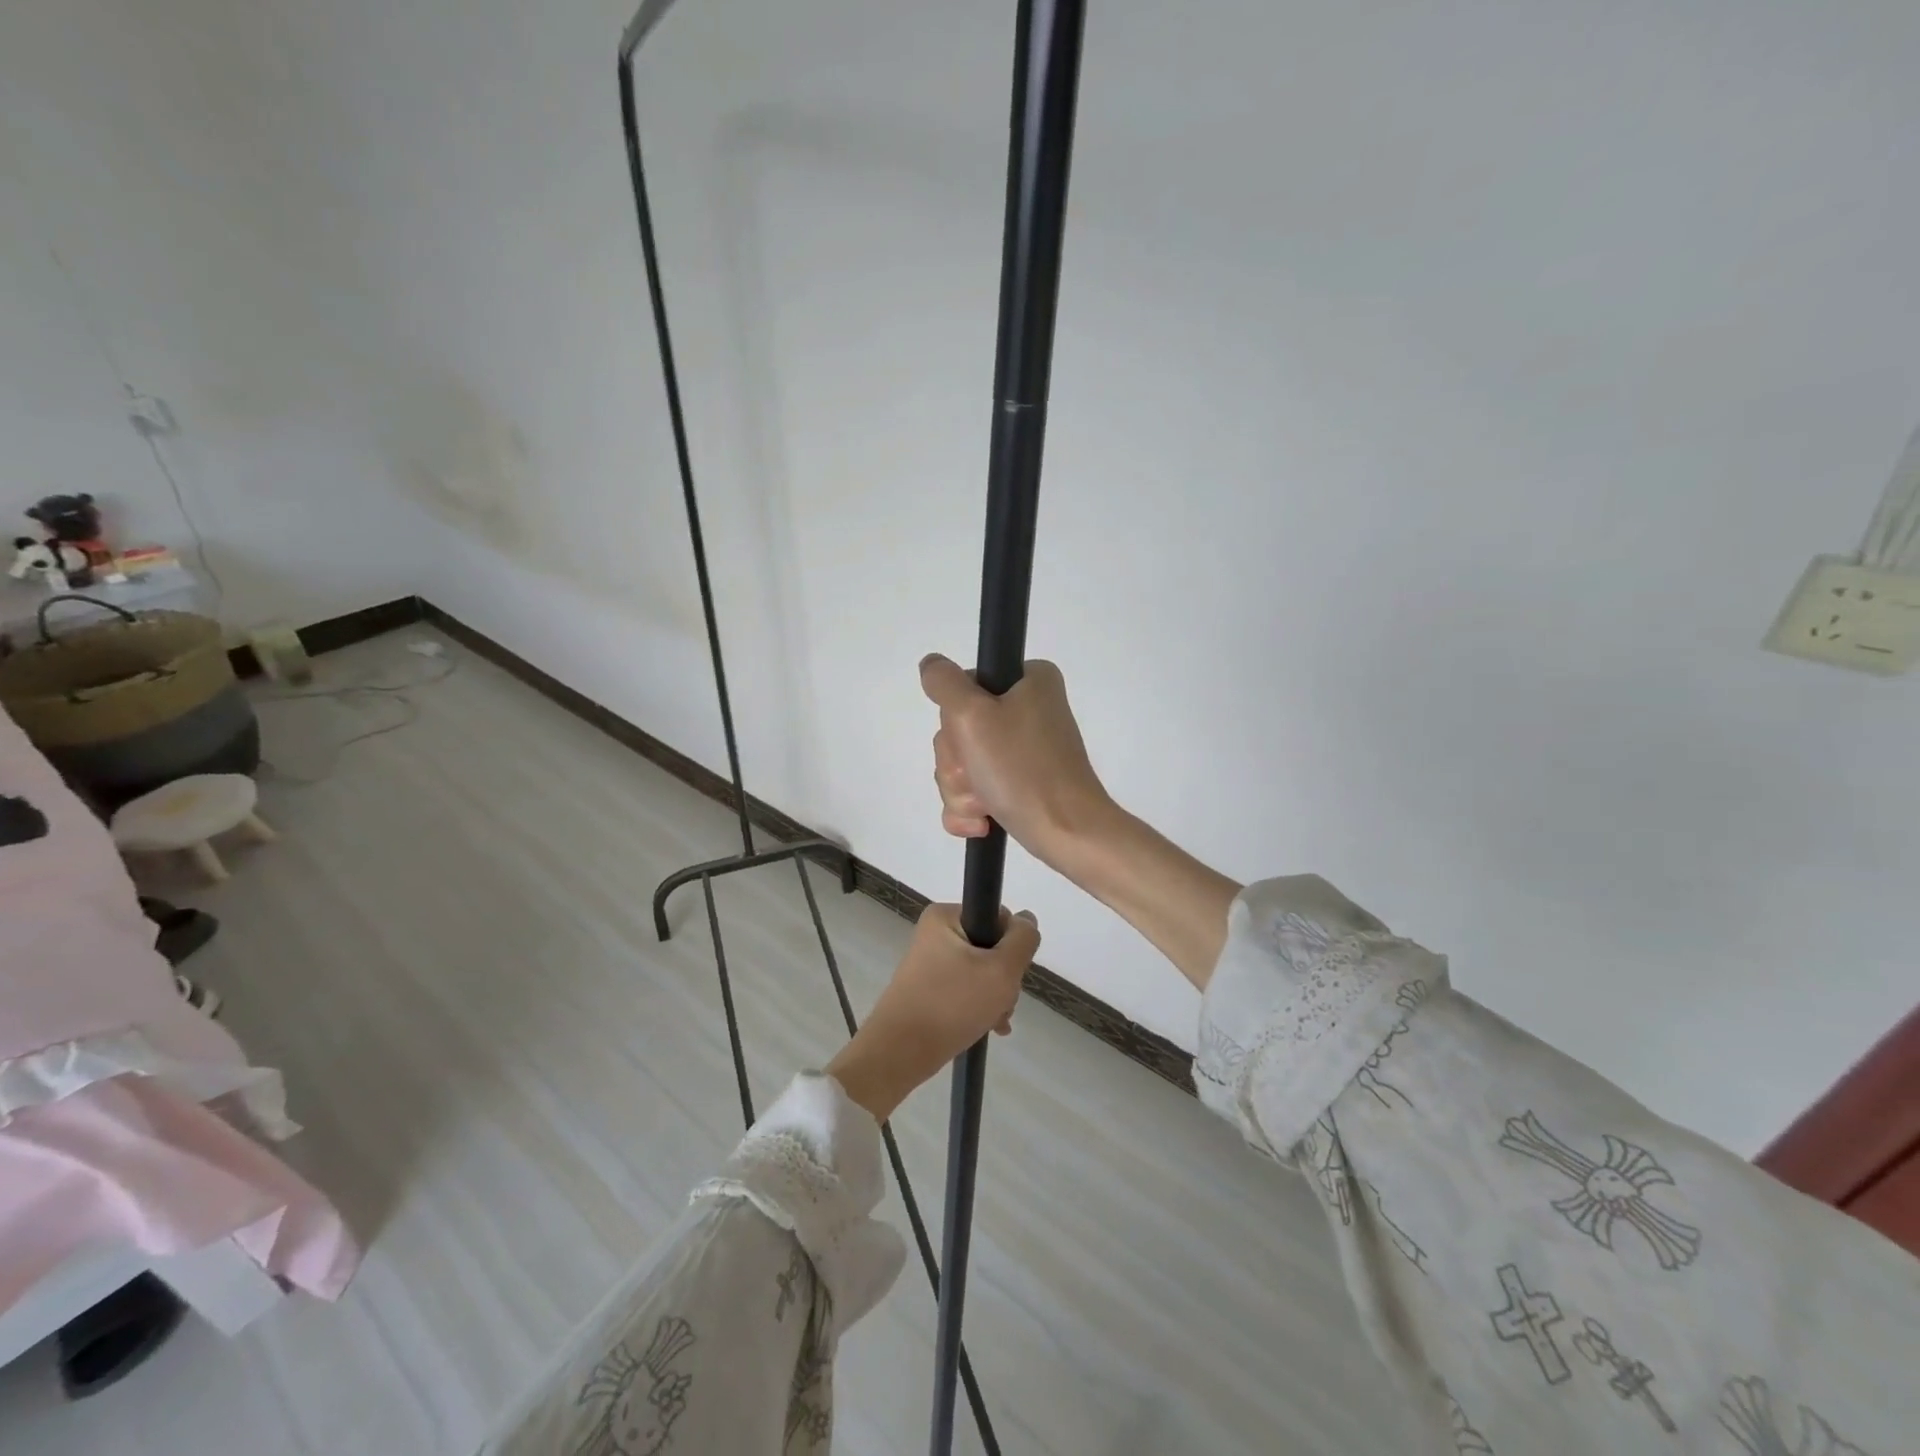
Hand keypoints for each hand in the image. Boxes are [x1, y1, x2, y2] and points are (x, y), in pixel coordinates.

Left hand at [825, 904, 1039, 1121]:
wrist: (899, 1053)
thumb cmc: (951, 1004)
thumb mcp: (1001, 970)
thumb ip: (1023, 940)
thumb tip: (1027, 919)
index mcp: (945, 916)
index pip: (998, 918)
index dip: (1012, 946)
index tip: (1009, 975)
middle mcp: (935, 933)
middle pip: (991, 947)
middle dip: (1004, 979)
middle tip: (1002, 1004)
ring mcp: (930, 961)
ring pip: (981, 971)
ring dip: (995, 996)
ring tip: (994, 1023)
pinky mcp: (928, 986)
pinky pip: (965, 988)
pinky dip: (979, 1006)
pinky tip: (989, 1027)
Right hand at [919, 654, 1115, 868]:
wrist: (1065, 833)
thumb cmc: (1021, 770)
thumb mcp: (972, 715)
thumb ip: (944, 682)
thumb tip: (931, 665)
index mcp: (1029, 681)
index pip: (963, 687)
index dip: (956, 717)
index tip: (972, 736)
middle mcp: (1029, 709)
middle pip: (959, 729)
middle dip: (958, 762)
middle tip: (980, 775)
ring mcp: (1024, 750)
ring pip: (962, 763)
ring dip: (962, 789)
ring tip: (986, 803)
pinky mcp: (1020, 783)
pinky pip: (974, 790)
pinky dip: (971, 808)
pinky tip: (983, 822)